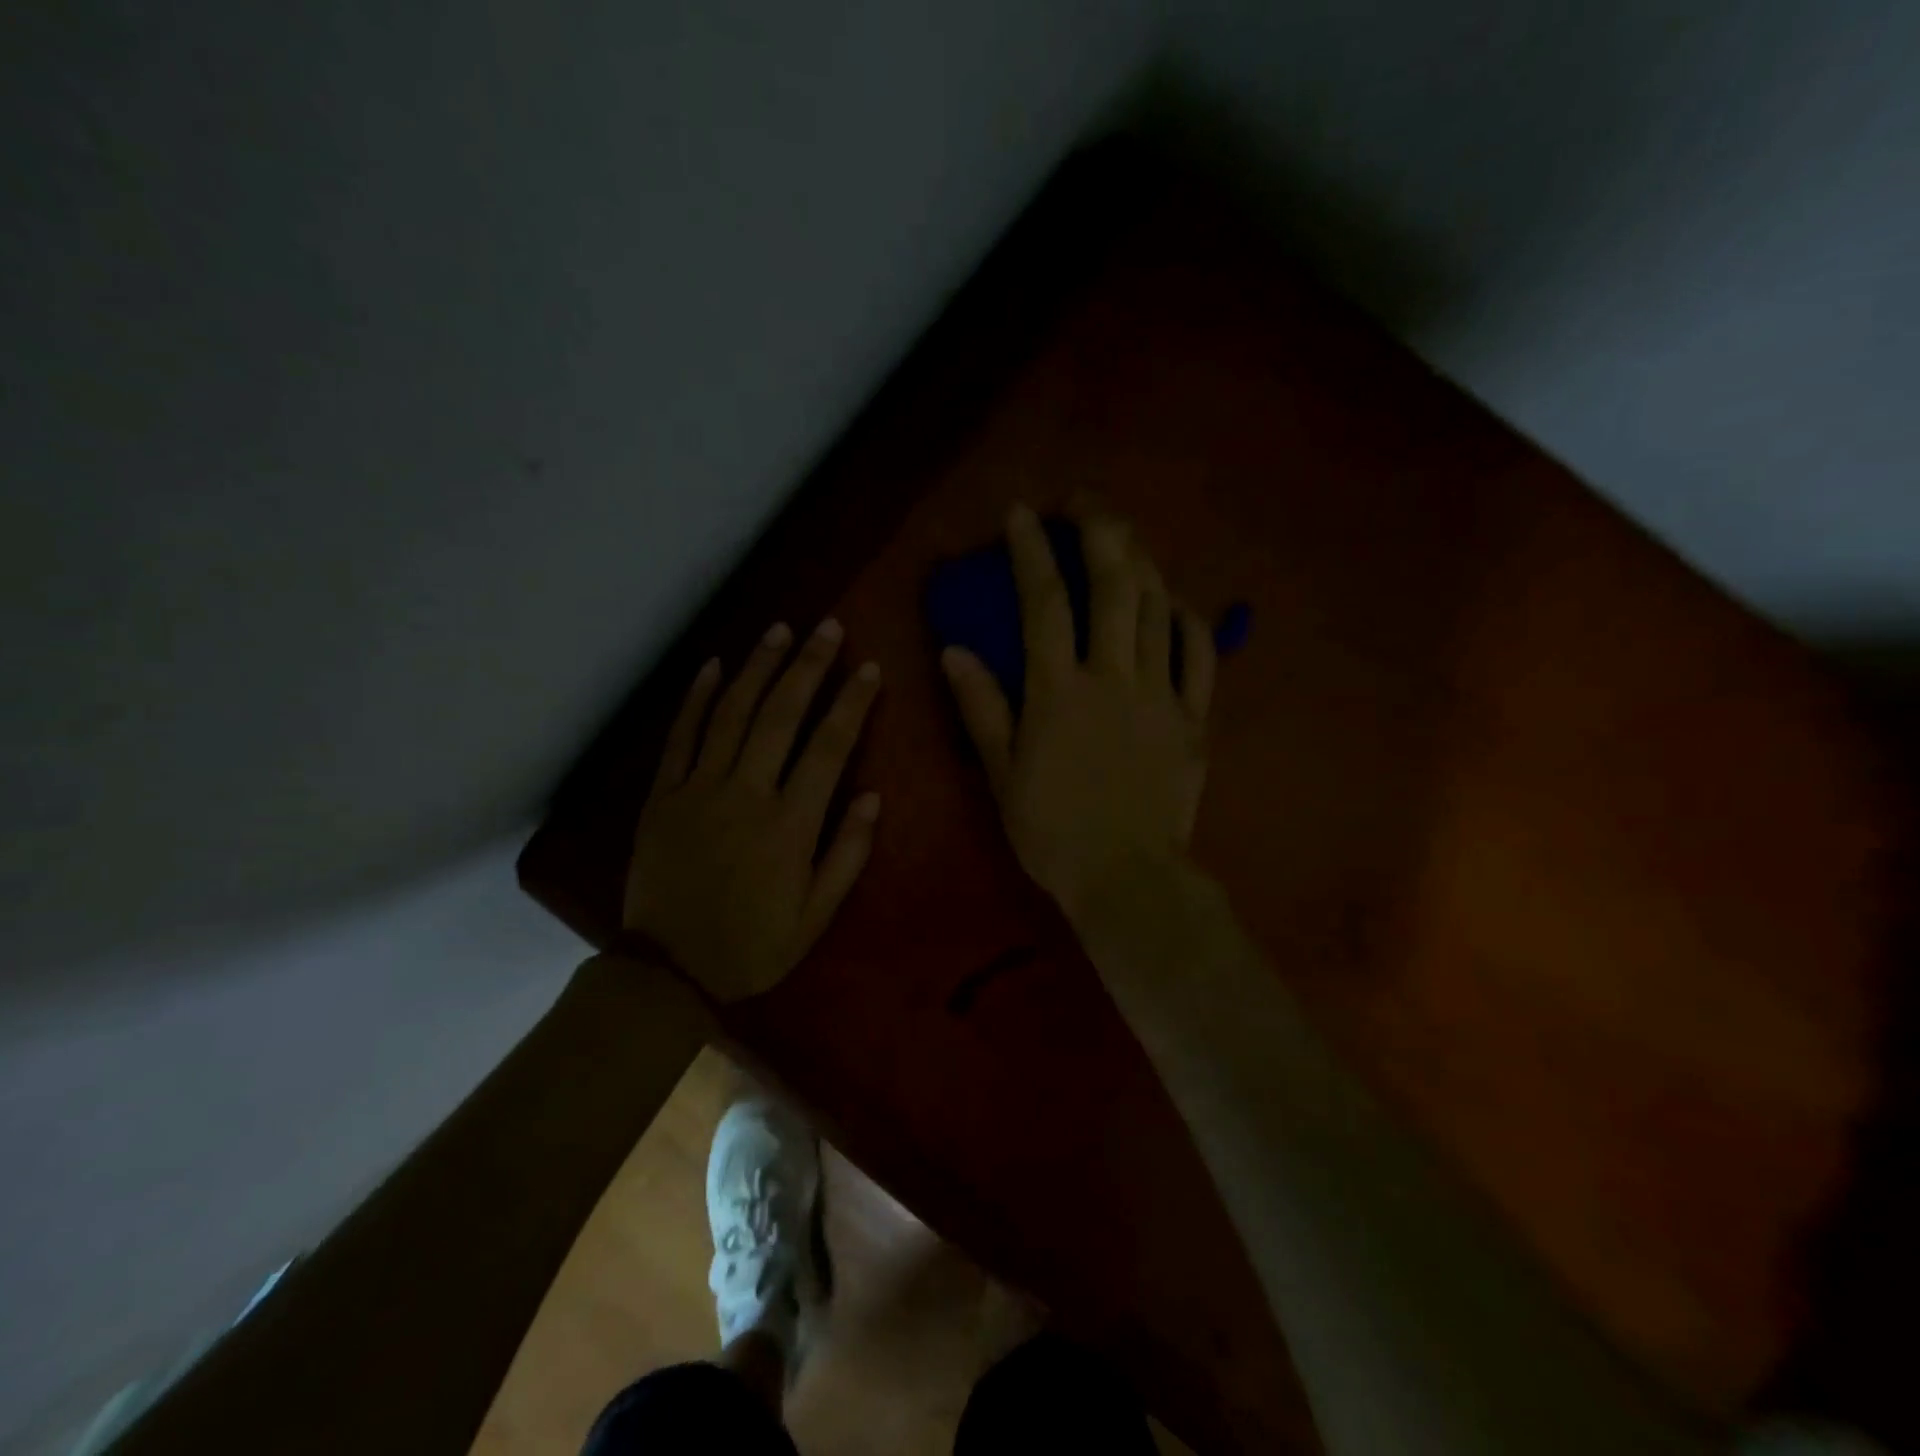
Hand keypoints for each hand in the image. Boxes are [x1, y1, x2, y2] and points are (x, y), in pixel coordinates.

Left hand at [624, 619, 881, 1002]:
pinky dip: (697, 698)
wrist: (669, 969)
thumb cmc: (754, 945)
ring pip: (732, 714)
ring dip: (758, 667)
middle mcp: (746, 794)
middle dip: (808, 665)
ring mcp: (699, 789)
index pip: (829, 747)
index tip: (869, 667)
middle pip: (781, 715)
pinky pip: (681, 736)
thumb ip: (847, 854)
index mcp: (790, 825)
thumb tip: (873, 796)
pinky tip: (715, 666)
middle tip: (827, 627)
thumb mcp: (816, 915)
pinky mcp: (664, 795)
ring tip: (779, 629)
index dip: (852, 703)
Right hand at [940, 501, 1214, 932]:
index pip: (1044, 602)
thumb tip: (955, 651)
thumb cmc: (1053, 832)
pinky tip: (1174, 599)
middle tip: (1083, 501)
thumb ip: (982, 708)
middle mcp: (1113, 677)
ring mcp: (1161, 694)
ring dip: (1141, 559)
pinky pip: (1199, 653)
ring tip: (1123, 536)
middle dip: (1099, 528)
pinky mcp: (1194, 717)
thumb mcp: (1002, 775)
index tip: (1021, 513)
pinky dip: (1187, 617)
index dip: (1031, 551)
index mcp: (1059, 692)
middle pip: (1114, 584)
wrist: (1128, 879)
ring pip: (1158, 606)